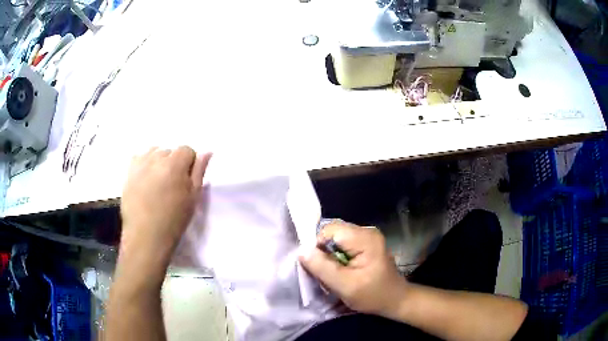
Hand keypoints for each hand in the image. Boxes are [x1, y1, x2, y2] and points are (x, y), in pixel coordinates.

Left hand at [120, 147, 211, 269]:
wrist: (146, 236)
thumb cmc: (174, 220)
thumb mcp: (193, 198)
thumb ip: (199, 172)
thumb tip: (207, 152)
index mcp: (174, 164)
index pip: (187, 150)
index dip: (189, 164)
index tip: (186, 181)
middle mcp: (156, 158)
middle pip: (170, 151)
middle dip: (173, 163)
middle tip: (172, 185)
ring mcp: (140, 164)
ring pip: (154, 152)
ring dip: (158, 162)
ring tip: (158, 182)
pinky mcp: (129, 172)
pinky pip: (139, 157)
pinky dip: (144, 164)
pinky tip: (145, 179)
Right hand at [299, 222, 407, 317]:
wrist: (395, 300)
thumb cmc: (373, 295)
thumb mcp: (345, 286)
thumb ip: (323, 268)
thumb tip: (302, 251)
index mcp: (365, 238)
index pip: (330, 230)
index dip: (318, 246)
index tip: (318, 266)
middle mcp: (367, 231)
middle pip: (333, 232)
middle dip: (324, 251)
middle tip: (326, 271)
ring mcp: (367, 236)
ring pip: (336, 238)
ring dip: (329, 255)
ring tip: (333, 272)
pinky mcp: (366, 243)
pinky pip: (343, 243)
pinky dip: (337, 256)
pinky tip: (341, 270)